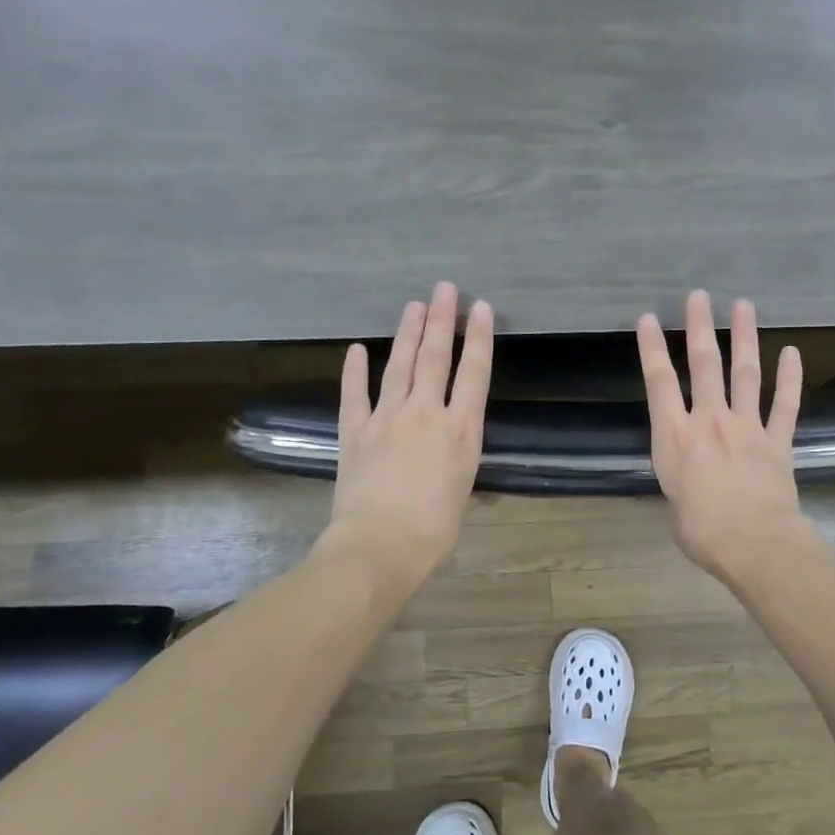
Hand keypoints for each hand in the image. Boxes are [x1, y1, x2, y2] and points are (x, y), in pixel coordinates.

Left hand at [325, 282, 492, 587]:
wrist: (381, 545)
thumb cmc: (434, 531)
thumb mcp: (461, 493)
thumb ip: (458, 464)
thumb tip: (454, 457)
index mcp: (461, 431)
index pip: (474, 374)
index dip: (479, 338)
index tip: (480, 308)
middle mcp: (426, 414)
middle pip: (435, 357)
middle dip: (441, 320)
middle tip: (444, 289)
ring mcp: (387, 418)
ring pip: (399, 366)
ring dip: (407, 334)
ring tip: (414, 306)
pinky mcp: (355, 431)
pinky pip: (354, 393)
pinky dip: (354, 370)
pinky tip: (356, 349)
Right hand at [638, 290, 811, 582]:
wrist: (755, 544)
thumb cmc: (702, 532)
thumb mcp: (673, 504)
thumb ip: (680, 477)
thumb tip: (690, 474)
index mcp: (675, 437)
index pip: (659, 382)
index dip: (652, 348)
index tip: (648, 319)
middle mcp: (710, 421)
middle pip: (705, 365)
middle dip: (700, 327)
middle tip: (700, 296)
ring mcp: (747, 427)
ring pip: (746, 373)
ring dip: (745, 338)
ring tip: (744, 306)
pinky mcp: (777, 441)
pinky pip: (785, 404)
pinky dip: (790, 378)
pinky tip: (792, 353)